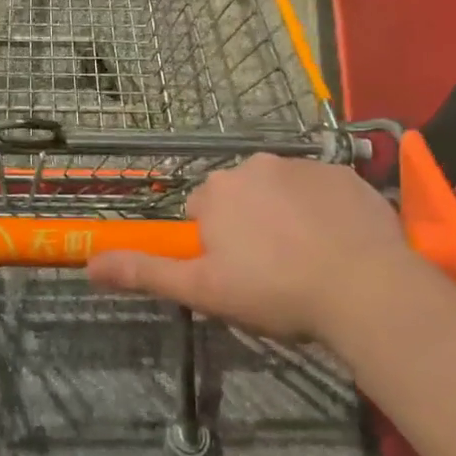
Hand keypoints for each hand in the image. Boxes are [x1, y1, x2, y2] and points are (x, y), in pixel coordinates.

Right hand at [85, 154, 423, 342]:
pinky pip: (322, 189)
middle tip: (272, 271)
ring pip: (281, 191)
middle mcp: (255, 164)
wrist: (365, 289)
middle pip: (240, 196)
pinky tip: (339, 244)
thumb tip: (89, 264)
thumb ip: (145, 272)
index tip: (237, 274)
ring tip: (309, 261)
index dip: (215, 245)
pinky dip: (323, 210)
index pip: (202, 212)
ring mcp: (304, 165)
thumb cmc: (275, 290)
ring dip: (285, 216)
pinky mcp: (345, 173)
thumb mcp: (203, 290)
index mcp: (217, 191)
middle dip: (249, 225)